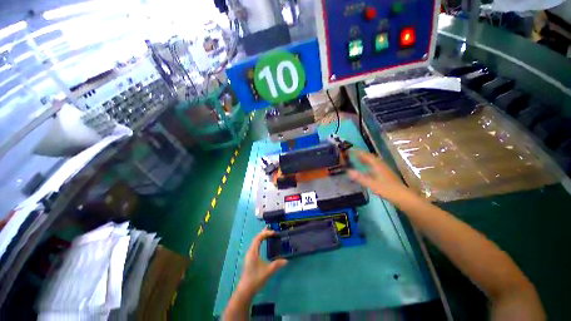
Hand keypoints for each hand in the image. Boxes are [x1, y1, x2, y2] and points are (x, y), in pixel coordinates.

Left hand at [237, 229, 287, 296]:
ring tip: (268, 234)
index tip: (274, 233)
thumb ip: (277, 264)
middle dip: (263, 232)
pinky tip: (263, 244)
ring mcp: (249, 255)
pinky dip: (260, 242)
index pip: (258, 238)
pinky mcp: (250, 258)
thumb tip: (286, 260)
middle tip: (271, 228)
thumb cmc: (256, 279)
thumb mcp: (268, 271)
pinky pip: (255, 246)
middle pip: (256, 238)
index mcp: (253, 251)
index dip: (266, 233)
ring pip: (255, 242)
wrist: (245, 290)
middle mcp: (250, 251)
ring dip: (261, 237)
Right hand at [348, 151, 414, 203]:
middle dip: (362, 155)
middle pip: (371, 157)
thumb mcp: (371, 184)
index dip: (358, 152)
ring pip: (373, 162)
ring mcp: (384, 170)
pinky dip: (369, 166)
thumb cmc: (387, 189)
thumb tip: (348, 171)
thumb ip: (359, 177)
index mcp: (377, 165)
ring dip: (366, 160)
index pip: (366, 155)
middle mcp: (381, 165)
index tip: (350, 151)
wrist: (403, 197)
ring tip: (358, 160)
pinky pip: (375, 166)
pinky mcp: (386, 175)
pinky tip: (367, 170)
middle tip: (353, 155)